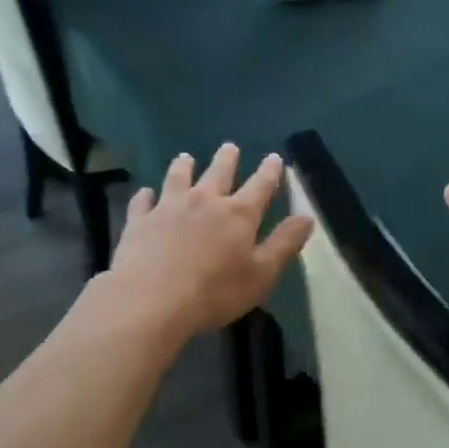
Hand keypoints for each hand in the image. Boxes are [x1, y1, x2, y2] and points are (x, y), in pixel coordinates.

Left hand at [102, 144, 313, 343]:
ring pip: (178, 178)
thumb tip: (307, 217)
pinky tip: (146, 193)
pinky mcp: (140, 221)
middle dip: (227, 159)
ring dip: (184, 166)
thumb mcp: (261, 274)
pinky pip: (143, 201)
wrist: (151, 300)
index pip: (260, 185)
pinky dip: (146, 195)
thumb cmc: (215, 292)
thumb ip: (284, 244)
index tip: (274, 157)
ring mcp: (169, 208)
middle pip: (219, 172)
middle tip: (230, 147)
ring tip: (186, 158)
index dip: (270, 171)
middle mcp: (205, 201)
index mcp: (238, 214)